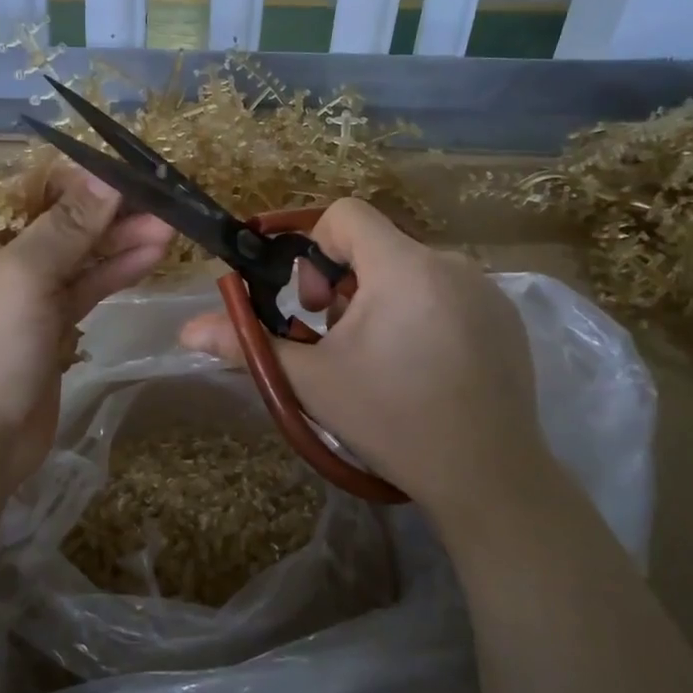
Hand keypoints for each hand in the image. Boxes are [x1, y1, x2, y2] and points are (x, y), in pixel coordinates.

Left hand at [0, 166, 172, 500]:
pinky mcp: (48, 322)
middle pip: (60, 218)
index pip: (30, 186)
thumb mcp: (23, 277)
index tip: (130, 173)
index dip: (80, 177)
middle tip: (162, 201)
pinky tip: (151, 255)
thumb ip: (69, 225)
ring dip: (120, 240)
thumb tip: (107, 177)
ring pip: (78, 253)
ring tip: (170, 227)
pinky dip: (115, 271)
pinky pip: (86, 285)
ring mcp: (23, 290)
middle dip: (109, 211)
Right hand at [178, 199, 552, 528]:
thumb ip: (248, 345)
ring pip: (411, 271)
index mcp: (403, 268)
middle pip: (376, 246)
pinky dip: (421, 313)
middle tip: (337, 339)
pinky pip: (447, 293)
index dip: (313, 245)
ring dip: (381, 300)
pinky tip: (423, 368)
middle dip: (343, 283)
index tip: (310, 303)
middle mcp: (450, 264)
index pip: (346, 214)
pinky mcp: (505, 317)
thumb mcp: (313, 382)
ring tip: (379, 360)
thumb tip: (187, 331)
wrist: (489, 478)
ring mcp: (485, 291)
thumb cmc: (393, 421)